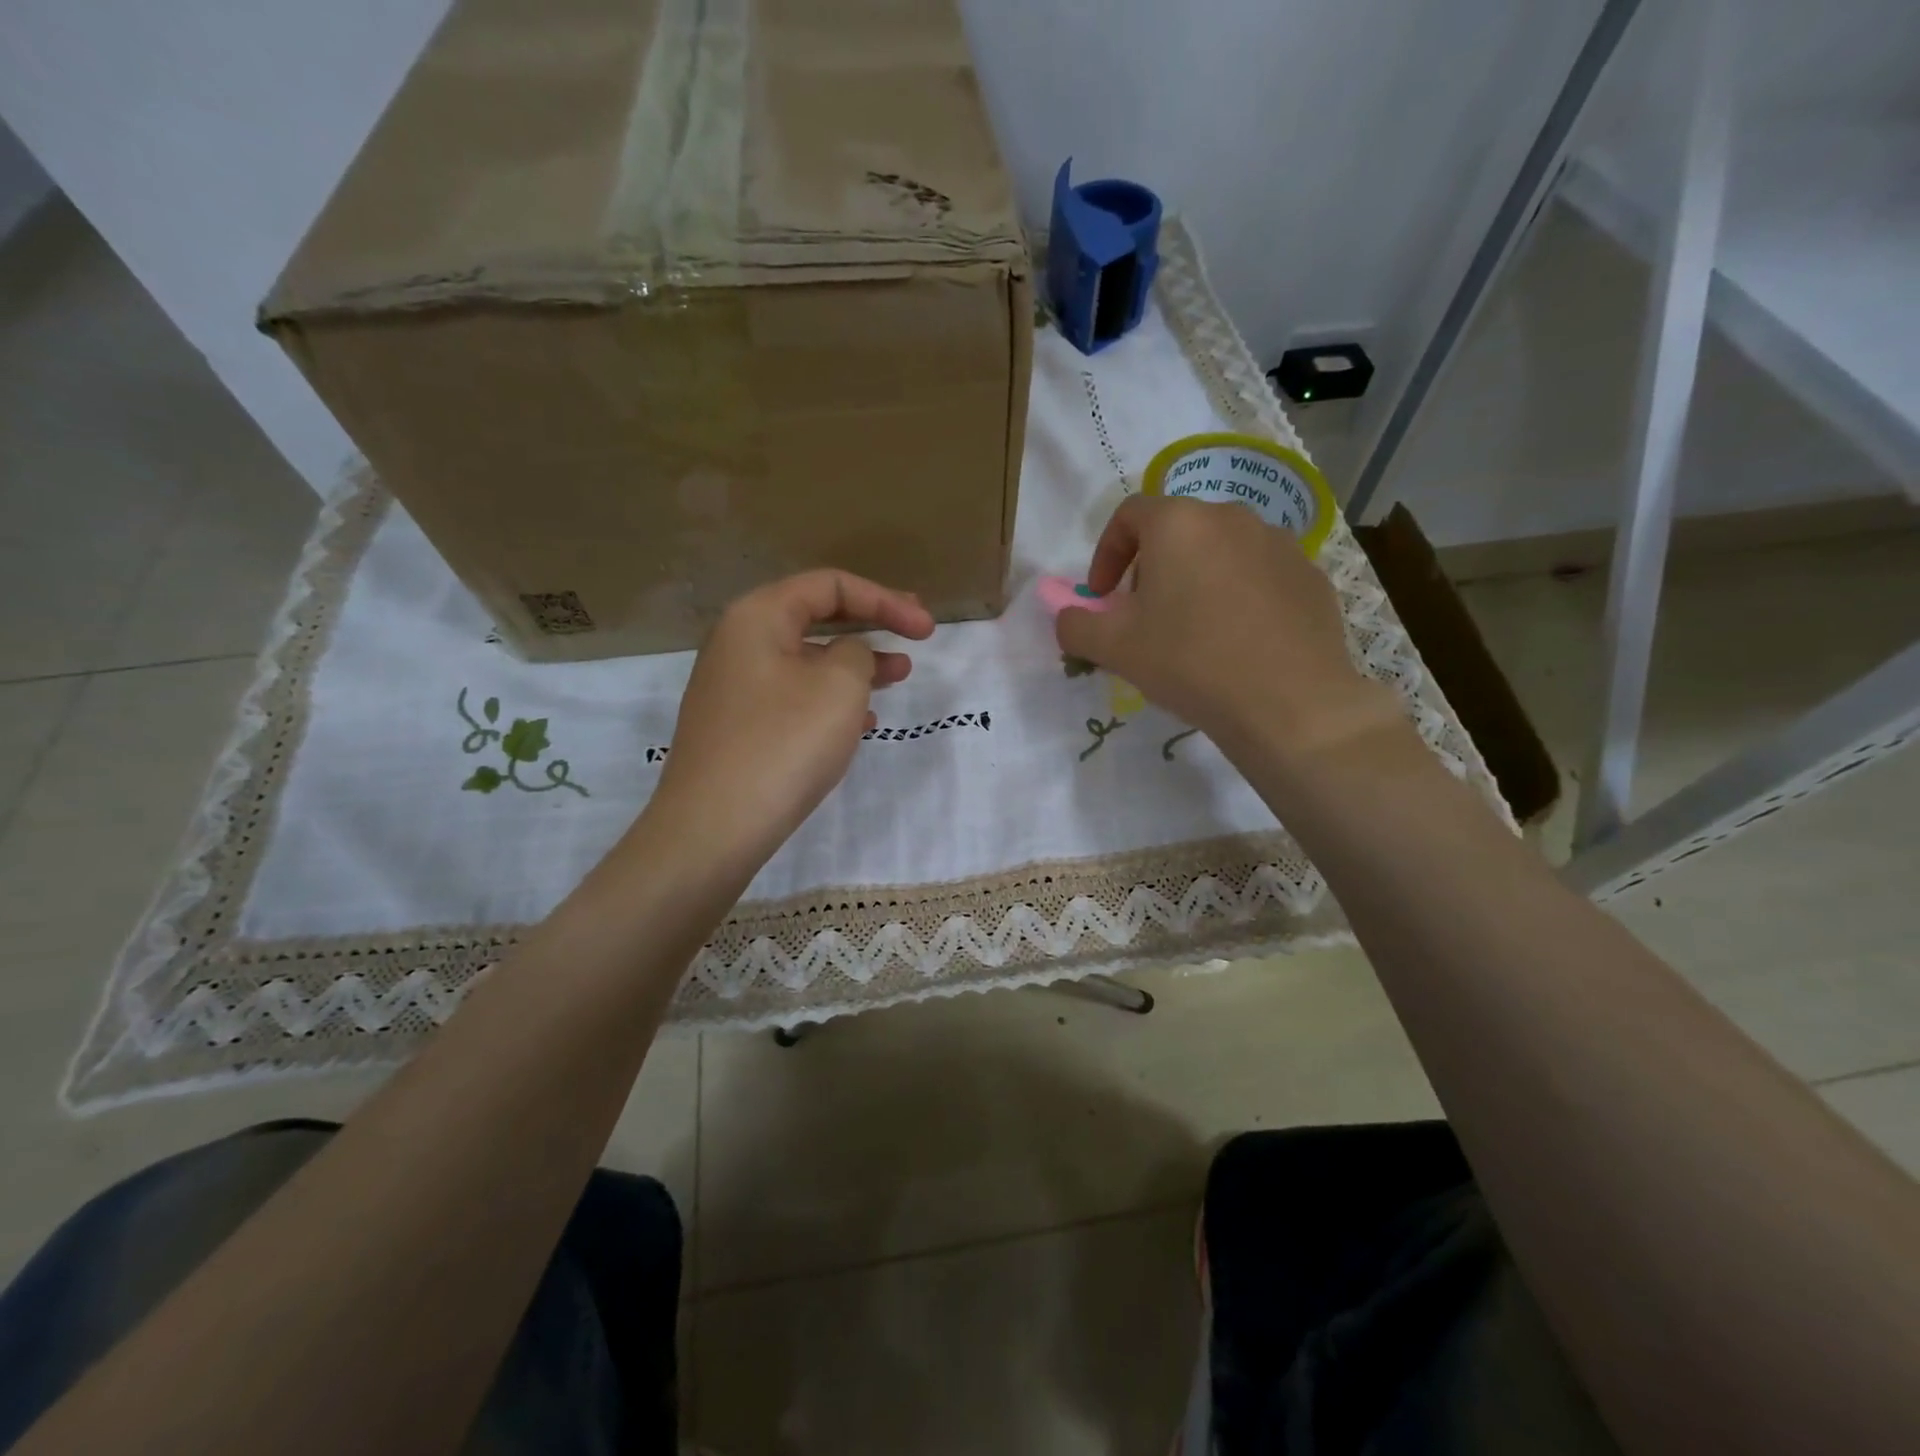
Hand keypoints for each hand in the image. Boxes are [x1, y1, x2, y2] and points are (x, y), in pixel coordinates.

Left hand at [648, 570, 934, 871]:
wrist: (714, 826)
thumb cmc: (784, 742)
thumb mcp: (840, 685)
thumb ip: (858, 652)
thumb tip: (848, 655)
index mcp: (757, 616)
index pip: (829, 585)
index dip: (885, 599)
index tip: (925, 627)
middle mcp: (738, 643)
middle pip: (815, 617)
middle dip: (871, 624)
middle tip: (915, 635)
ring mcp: (733, 687)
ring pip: (807, 661)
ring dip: (856, 665)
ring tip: (898, 677)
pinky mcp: (737, 727)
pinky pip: (793, 697)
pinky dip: (831, 700)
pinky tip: (862, 723)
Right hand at [1056, 495, 1400, 761]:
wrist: (1289, 704)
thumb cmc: (1190, 663)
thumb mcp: (1113, 648)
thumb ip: (1075, 625)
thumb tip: (1068, 617)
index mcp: (1179, 524)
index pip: (1129, 515)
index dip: (1106, 554)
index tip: (1103, 596)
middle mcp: (1232, 518)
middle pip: (1177, 531)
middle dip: (1151, 569)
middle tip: (1145, 617)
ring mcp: (1280, 545)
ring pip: (1221, 552)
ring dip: (1197, 580)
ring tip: (1194, 631)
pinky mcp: (1311, 576)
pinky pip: (1260, 576)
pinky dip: (1240, 597)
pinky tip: (1239, 642)